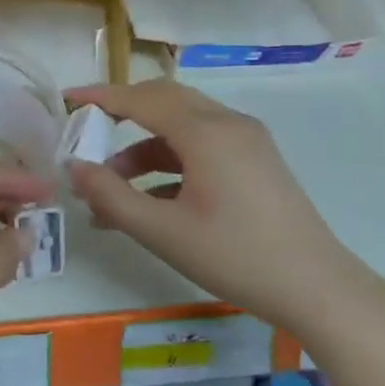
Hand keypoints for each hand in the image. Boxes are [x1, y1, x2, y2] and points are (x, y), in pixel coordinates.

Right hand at [64, 80, 375, 332]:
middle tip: (87, 134)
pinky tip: (148, 200)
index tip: (67, 99)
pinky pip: (202, 146)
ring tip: (110, 189)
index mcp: (206, 132)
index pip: (141, 99)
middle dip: (121, 115)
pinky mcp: (255, 162)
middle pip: (164, 101)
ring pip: (182, 126)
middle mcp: (228, 124)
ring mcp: (246, 142)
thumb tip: (74, 167)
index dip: (100, 97)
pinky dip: (169, 162)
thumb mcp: (162, 231)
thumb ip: (111, 196)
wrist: (317, 289)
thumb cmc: (235, 257)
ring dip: (143, 148)